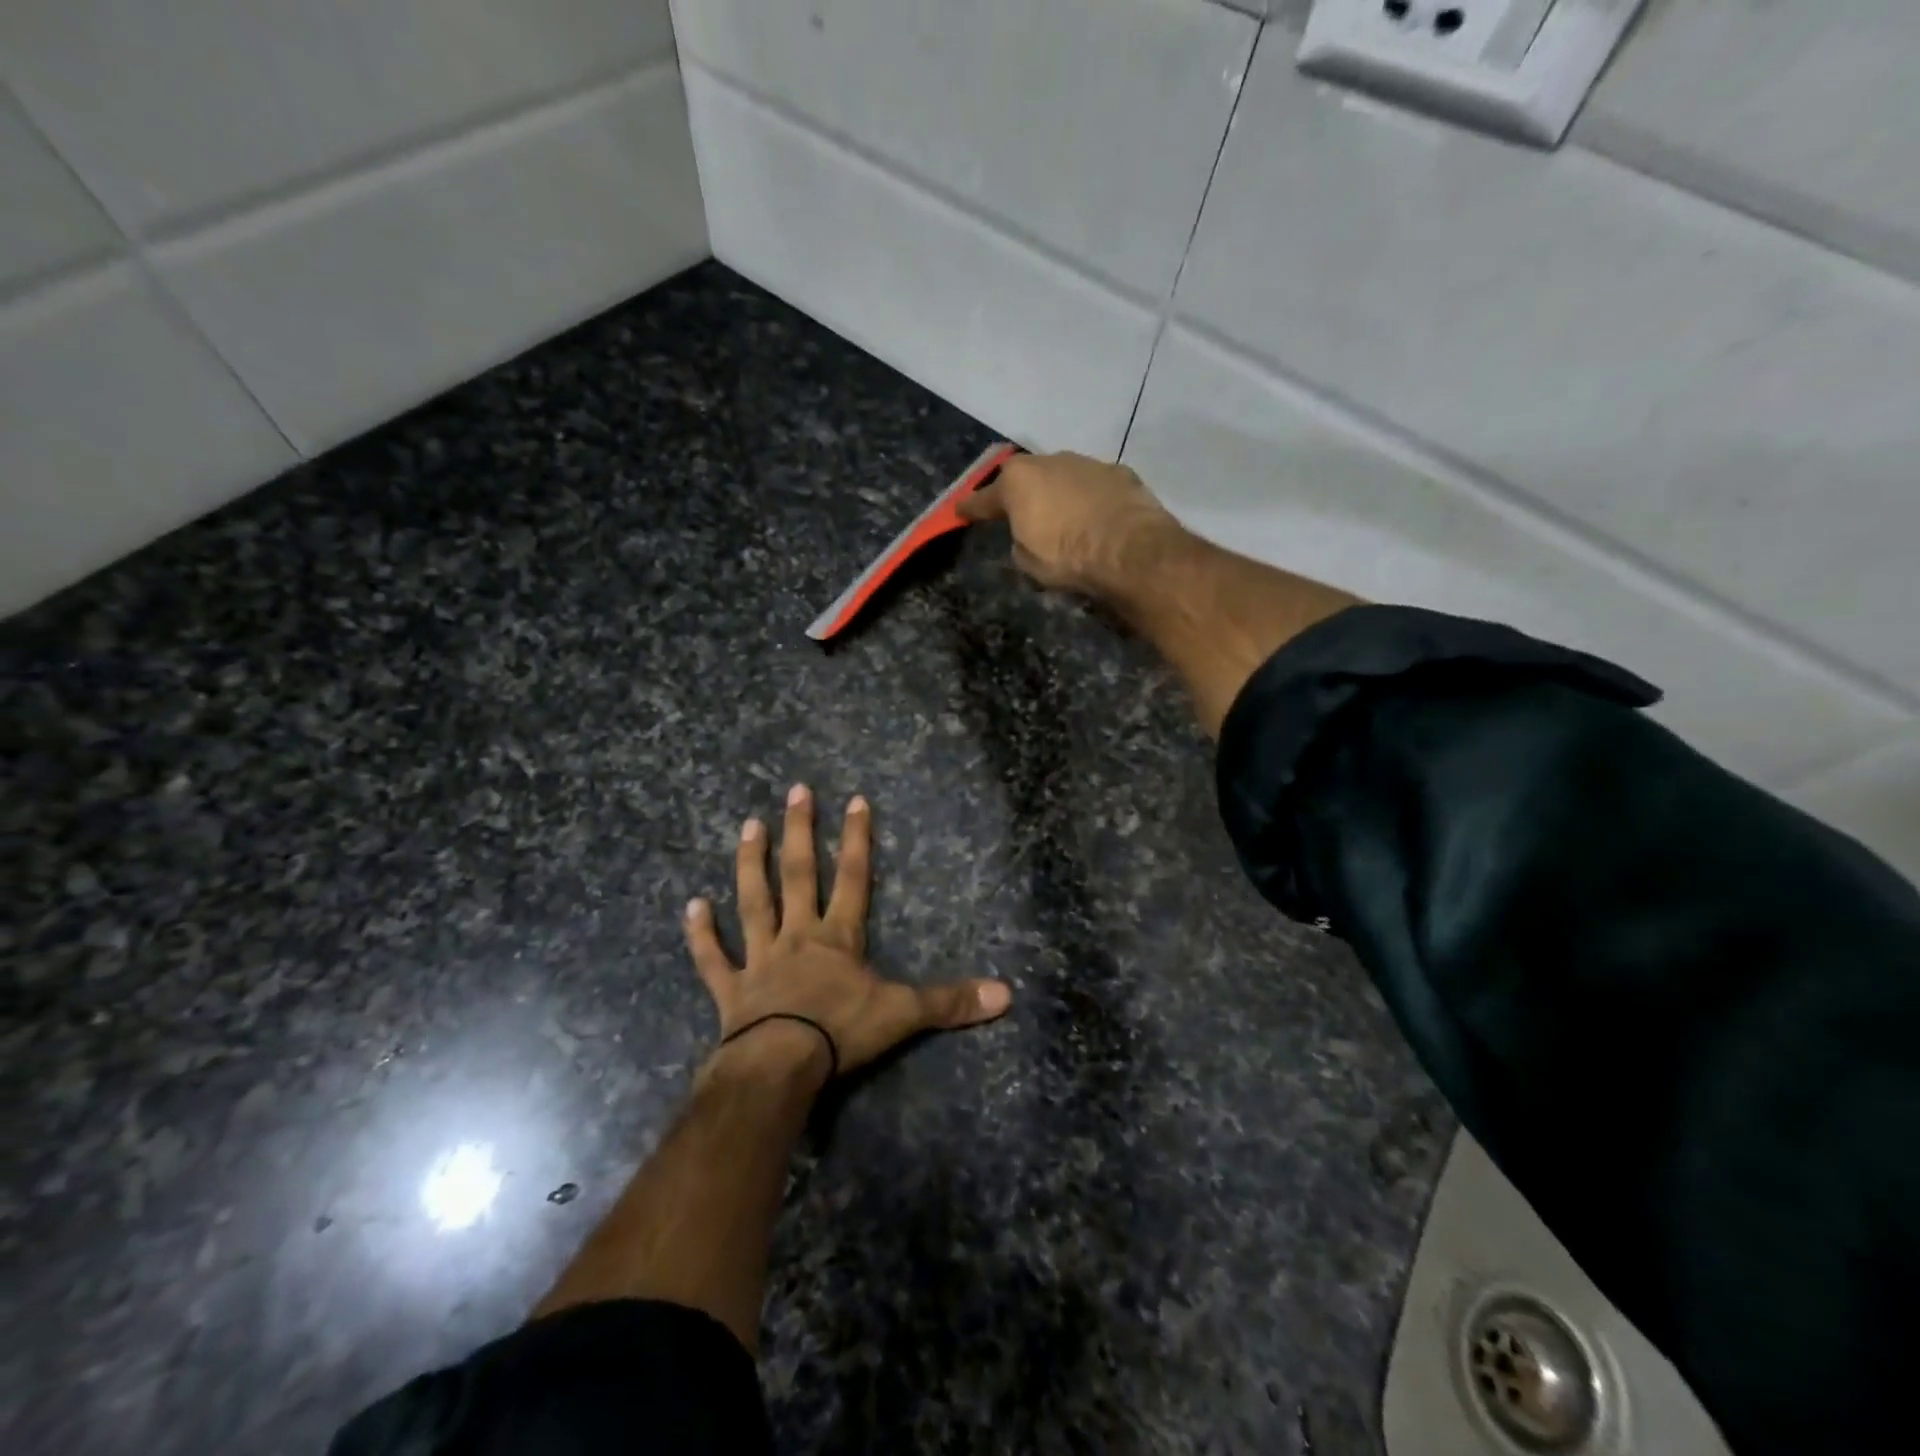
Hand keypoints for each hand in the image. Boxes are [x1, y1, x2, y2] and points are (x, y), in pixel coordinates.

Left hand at [685, 786, 1010, 1079]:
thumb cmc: (840, 1033)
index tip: (855, 800)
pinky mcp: (731, 990)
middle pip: (799, 875)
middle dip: (801, 832)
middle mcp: (798, 937)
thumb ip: (951, 1002)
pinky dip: (701, 934)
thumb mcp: (904, 1014)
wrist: (779, 1068)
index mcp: (838, 937)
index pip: (854, 877)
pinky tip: (690, 906)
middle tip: (795, 791)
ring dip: (751, 864)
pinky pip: (713, 958)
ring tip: (748, 826)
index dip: (858, 839)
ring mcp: (760, 960)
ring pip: (754, 902)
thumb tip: (1006, 994)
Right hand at [958, 451, 1181, 599]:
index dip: (970, 508)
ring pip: (1062, 476)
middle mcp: (1048, 462)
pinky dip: (1089, 499)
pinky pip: (1093, 486)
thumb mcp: (1028, 561)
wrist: (1129, 549)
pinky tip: (1096, 517)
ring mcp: (1086, 462)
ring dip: (1057, 493)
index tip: (959, 511)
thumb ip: (1019, 542)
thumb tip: (1027, 535)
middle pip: (1025, 477)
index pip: (984, 498)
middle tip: (1019, 512)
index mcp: (1017, 482)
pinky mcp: (1118, 472)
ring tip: (1062, 518)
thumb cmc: (1067, 556)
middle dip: (1020, 493)